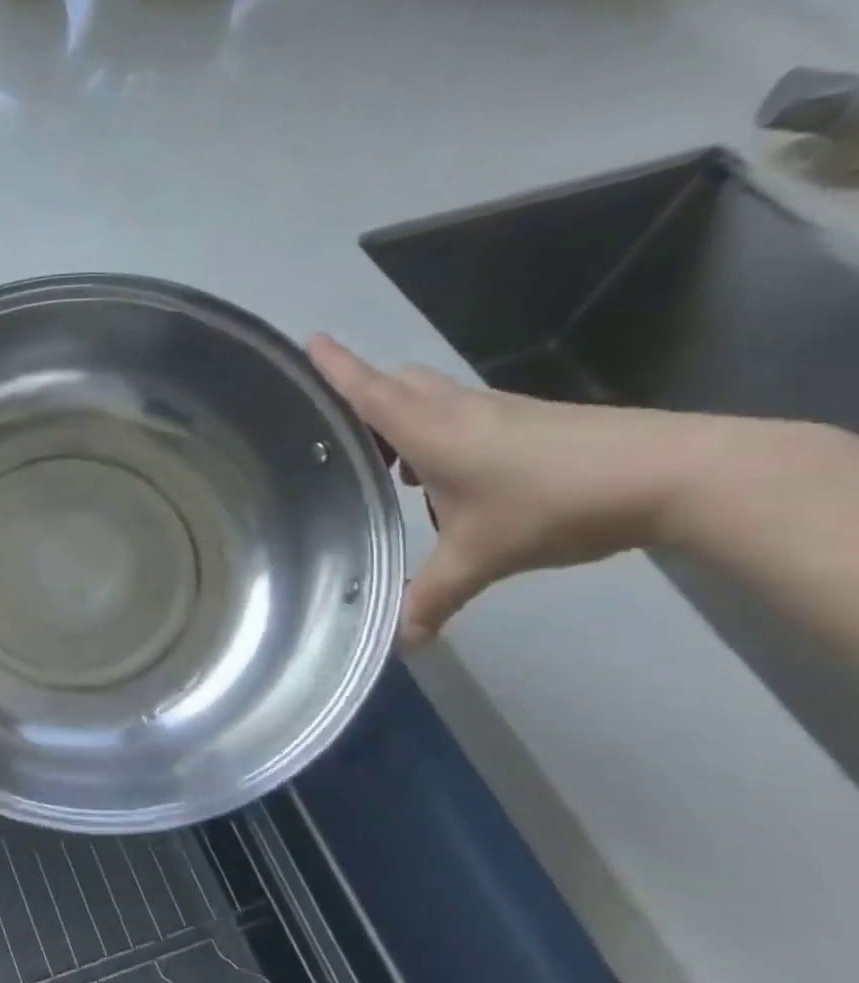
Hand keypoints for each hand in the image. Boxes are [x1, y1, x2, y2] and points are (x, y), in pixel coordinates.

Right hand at [307, 335, 697, 645]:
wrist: (675, 474)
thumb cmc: (554, 503)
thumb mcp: (482, 557)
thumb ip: (433, 596)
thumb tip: (401, 643)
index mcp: (429, 431)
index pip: (368, 391)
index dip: (334, 366)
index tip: (308, 339)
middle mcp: (456, 410)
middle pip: (397, 385)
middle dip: (366, 399)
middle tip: (344, 434)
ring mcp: (498, 410)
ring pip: (432, 398)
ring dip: (405, 419)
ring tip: (393, 466)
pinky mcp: (531, 419)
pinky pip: (464, 414)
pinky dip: (442, 433)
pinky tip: (453, 479)